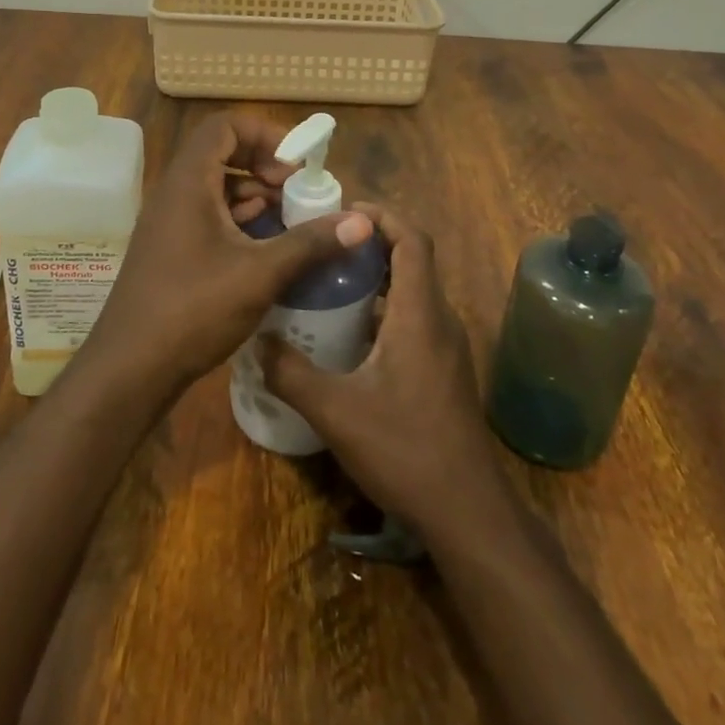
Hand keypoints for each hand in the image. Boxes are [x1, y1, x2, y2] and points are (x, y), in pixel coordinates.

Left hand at [80, 110, 374, 397]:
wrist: (130, 369)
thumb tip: (362, 221)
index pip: (224, 126)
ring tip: (288, 217)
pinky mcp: (170, 249)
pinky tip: (264, 246)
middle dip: (263, 164)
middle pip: (220, 153)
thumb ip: (310, 243)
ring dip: (253, 193)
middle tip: (296, 189)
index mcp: (188, 183)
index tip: (295, 163)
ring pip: (214, 187)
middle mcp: (174, 193)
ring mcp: (168, 223)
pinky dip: (238, 219)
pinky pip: (207, 215)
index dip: (264, 134)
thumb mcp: (260, 274)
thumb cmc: (193, 309)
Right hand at [259, 206, 503, 533]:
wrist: (467, 513)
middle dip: (372, 244)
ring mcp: (446, 348)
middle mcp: (439, 320)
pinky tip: (350, 335)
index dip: (383, 216)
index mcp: (419, 314)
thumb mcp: (336, 411)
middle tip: (325, 245)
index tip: (344, 211)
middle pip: (412, 261)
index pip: (412, 240)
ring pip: (413, 292)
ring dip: (377, 278)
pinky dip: (385, 309)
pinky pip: (415, 319)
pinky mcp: (444, 371)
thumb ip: (291, 373)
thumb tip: (257, 340)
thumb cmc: (405, 449)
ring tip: (329, 282)